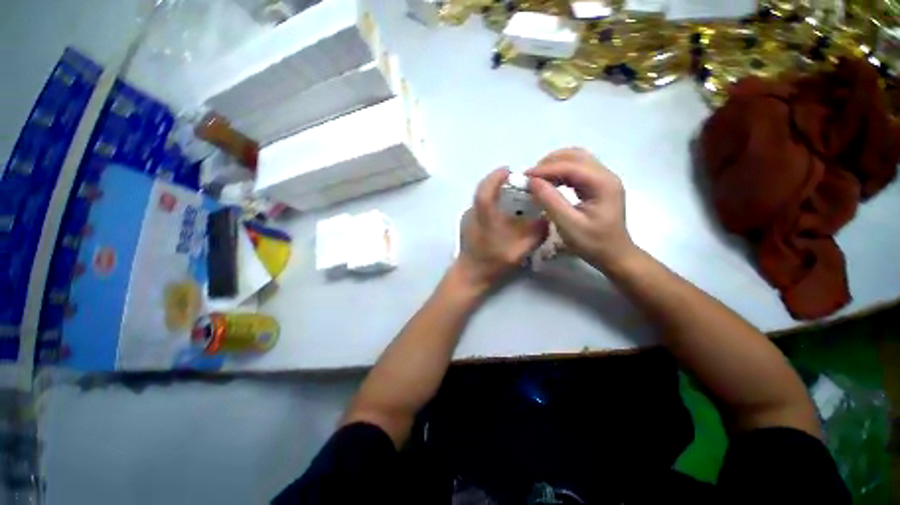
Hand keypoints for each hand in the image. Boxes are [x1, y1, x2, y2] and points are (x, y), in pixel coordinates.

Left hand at [454, 168, 547, 289]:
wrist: (471, 275)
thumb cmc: (493, 262)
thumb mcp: (520, 250)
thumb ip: (536, 233)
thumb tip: (547, 218)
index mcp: (484, 215)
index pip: (486, 187)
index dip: (496, 175)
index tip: (509, 170)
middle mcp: (473, 212)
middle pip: (483, 189)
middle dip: (498, 181)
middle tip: (515, 183)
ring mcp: (467, 218)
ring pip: (481, 198)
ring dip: (495, 193)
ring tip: (512, 198)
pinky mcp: (466, 224)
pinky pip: (480, 207)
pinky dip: (491, 204)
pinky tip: (503, 215)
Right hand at [526, 148, 635, 271]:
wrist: (614, 255)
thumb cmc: (592, 243)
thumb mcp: (568, 224)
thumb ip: (550, 201)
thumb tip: (532, 181)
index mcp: (603, 183)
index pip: (571, 166)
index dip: (546, 168)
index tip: (525, 176)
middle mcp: (606, 175)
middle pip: (576, 156)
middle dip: (550, 162)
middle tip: (530, 176)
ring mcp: (603, 180)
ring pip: (577, 160)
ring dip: (555, 165)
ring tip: (537, 178)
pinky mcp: (598, 186)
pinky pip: (577, 171)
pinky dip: (560, 172)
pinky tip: (550, 182)